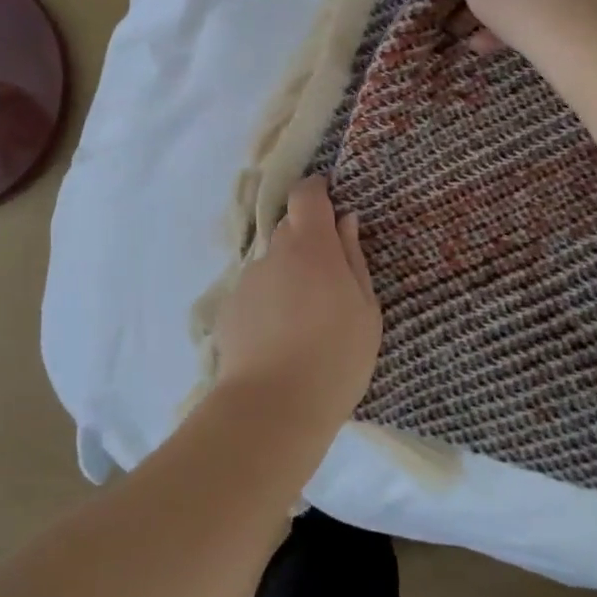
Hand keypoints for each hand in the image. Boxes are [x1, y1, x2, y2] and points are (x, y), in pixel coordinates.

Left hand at [213, 176, 381, 430]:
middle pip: (290, 229)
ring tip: (305, 322)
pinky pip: (257, 293)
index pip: (306, 194)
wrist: (273, 406)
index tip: (330, 200)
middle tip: (330, 278)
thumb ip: (354, 258)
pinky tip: (280, 340)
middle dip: (309, 242)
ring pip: (274, 265)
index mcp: (311, 246)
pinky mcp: (230, 308)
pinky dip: (270, 304)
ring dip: (290, 277)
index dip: (317, 190)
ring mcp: (248, 280)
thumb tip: (346, 221)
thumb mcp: (365, 309)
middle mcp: (274, 253)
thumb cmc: (335, 357)